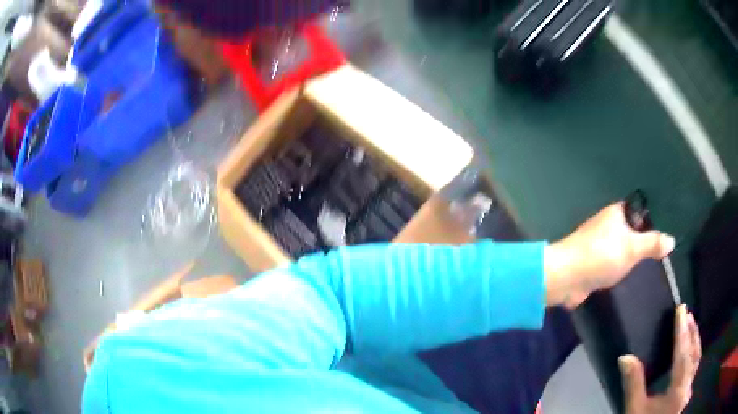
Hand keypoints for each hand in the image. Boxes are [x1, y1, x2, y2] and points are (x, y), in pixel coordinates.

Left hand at [544, 202, 674, 307]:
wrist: (566, 278)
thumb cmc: (602, 255)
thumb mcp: (632, 248)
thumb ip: (652, 243)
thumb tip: (672, 241)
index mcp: (615, 213)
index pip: (637, 209)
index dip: (650, 219)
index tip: (664, 231)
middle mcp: (606, 225)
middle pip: (630, 230)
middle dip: (643, 240)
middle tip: (661, 253)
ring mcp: (598, 245)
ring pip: (621, 248)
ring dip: (632, 257)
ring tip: (651, 266)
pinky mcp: (592, 264)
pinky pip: (612, 263)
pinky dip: (621, 269)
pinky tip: (632, 277)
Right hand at [619, 305, 701, 413]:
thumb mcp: (634, 410)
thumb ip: (633, 383)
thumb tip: (625, 356)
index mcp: (678, 392)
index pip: (683, 355)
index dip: (682, 332)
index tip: (680, 309)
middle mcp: (688, 388)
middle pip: (695, 354)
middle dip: (692, 332)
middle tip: (686, 312)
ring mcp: (688, 391)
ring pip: (697, 359)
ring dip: (694, 340)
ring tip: (689, 324)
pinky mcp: (686, 393)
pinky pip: (694, 367)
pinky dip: (693, 353)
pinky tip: (689, 348)